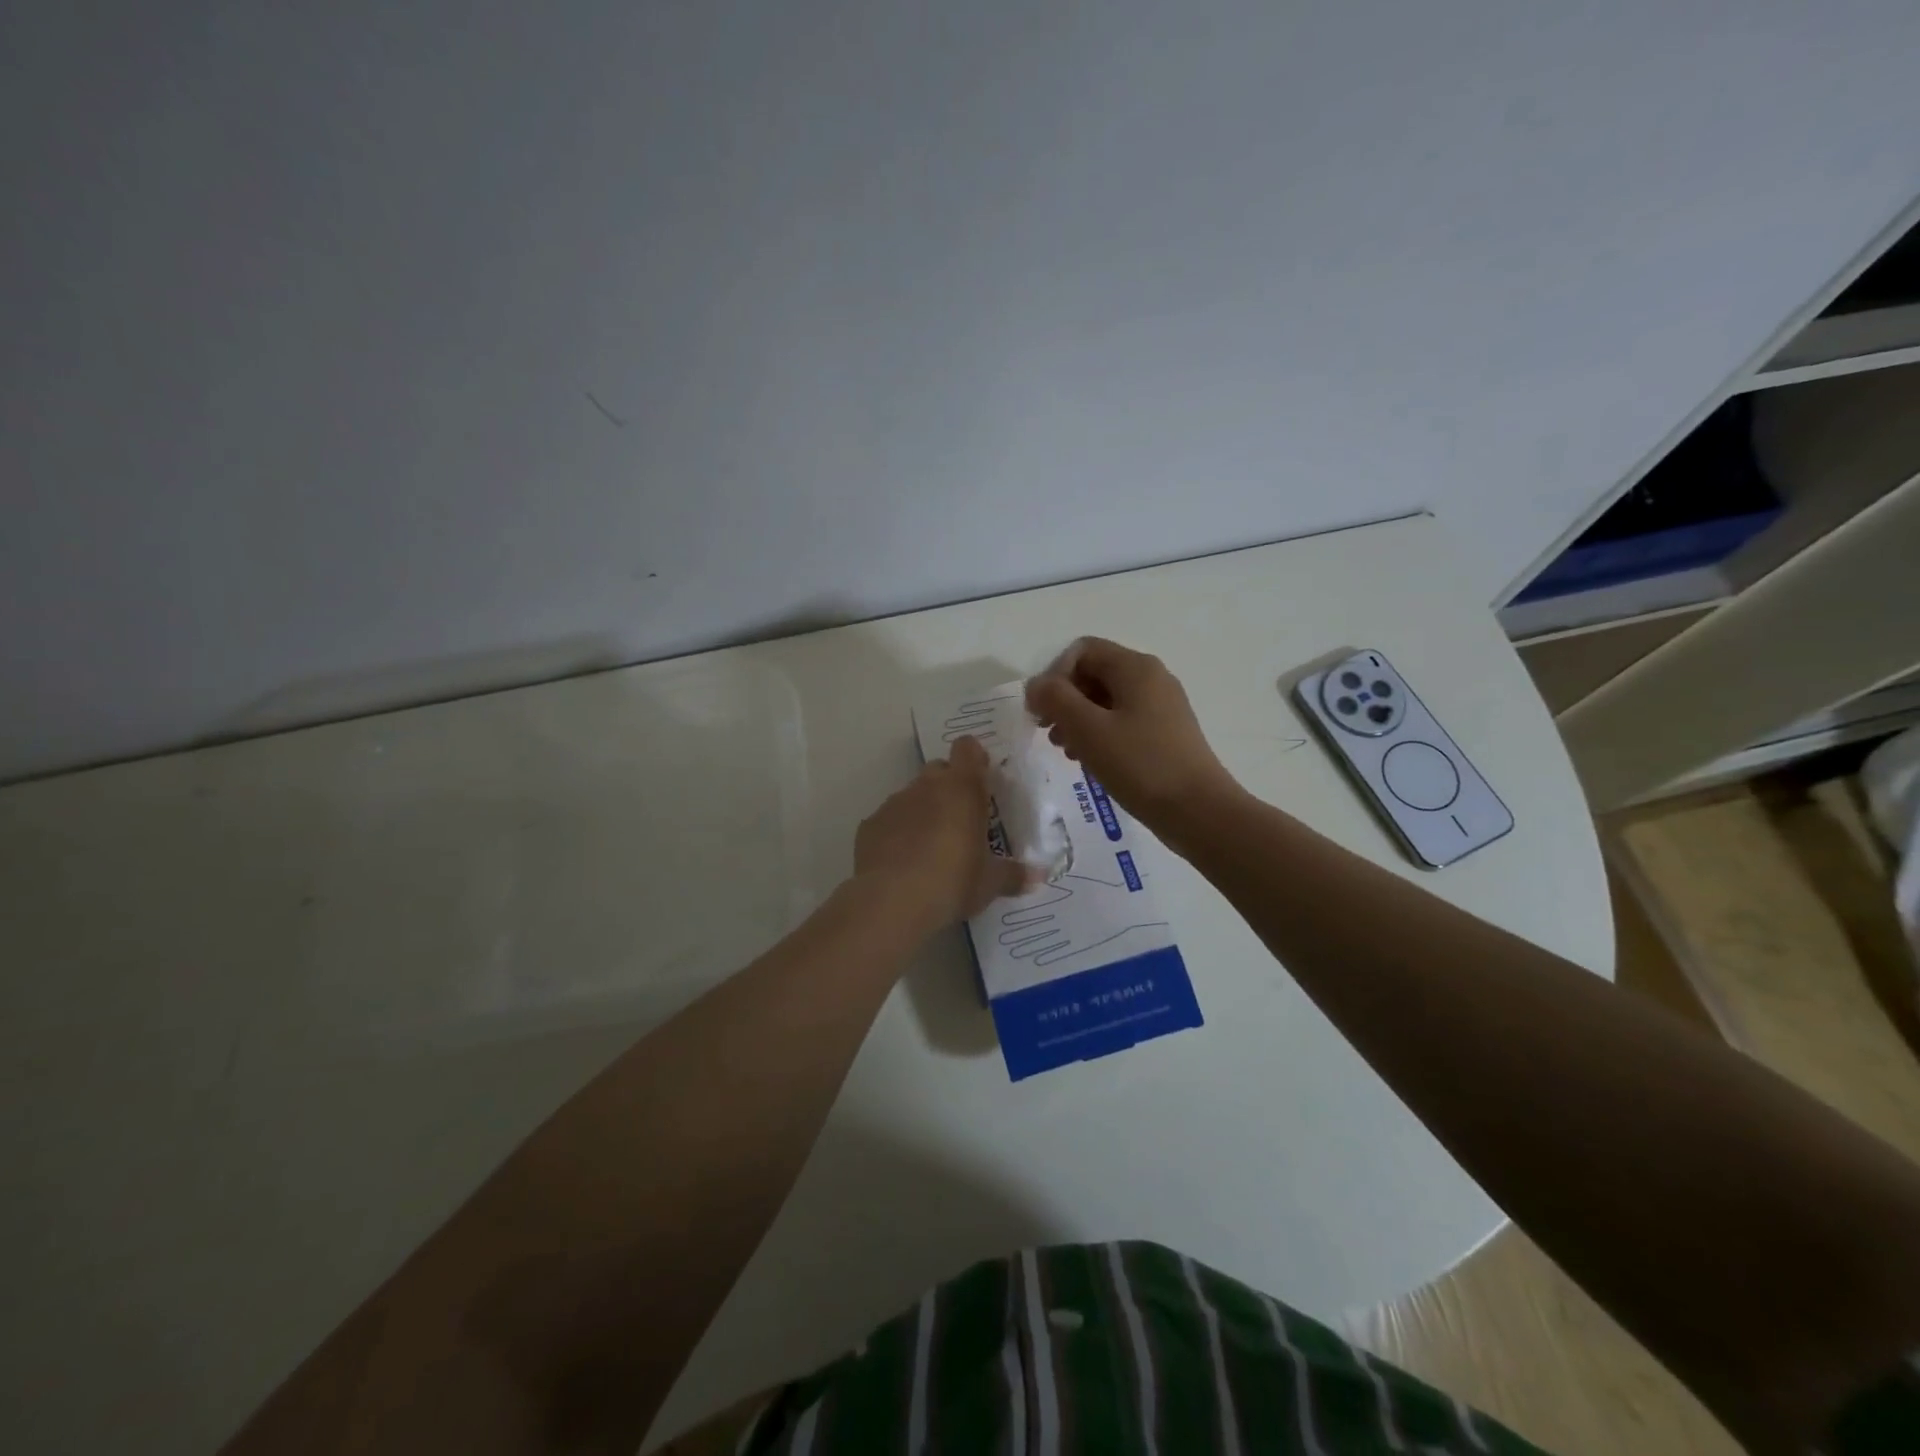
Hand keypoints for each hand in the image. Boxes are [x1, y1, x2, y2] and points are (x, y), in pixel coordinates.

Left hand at [854, 736, 1030, 932]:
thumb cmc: (952, 882)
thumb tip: (1039, 876)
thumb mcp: (990, 884)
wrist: (890, 902)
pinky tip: (902, 863)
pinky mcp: (869, 825)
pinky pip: (889, 820)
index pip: (967, 749)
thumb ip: (1013, 875)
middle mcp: (926, 786)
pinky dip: (897, 833)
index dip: (975, 759)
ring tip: (931, 848)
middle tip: (961, 820)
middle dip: (949, 787)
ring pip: (912, 795)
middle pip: (939, 770)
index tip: (982, 781)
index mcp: (962, 789)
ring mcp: (894, 803)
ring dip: (923, 811)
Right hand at [1025, 637, 1241, 838]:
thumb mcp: (1088, 729)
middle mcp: (1151, 678)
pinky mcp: (1165, 733)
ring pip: (1106, 700)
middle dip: (1064, 700)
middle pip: (1094, 673)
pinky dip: (1099, 734)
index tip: (1041, 712)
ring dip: (1078, 720)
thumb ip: (1056, 699)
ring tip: (1066, 751)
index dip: (1054, 675)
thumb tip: (1037, 685)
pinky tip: (1090, 761)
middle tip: (1049, 733)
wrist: (1198, 811)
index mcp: (1135, 668)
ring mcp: (1161, 706)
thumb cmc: (1140, 765)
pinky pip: (1122, 721)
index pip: (1082, 651)